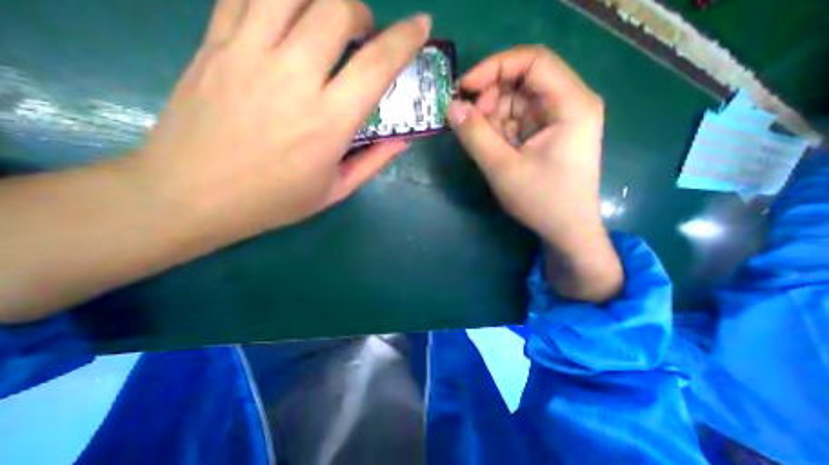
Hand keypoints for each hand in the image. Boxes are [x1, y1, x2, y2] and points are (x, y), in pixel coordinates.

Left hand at [138, 1, 429, 245]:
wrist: (194, 195)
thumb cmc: (276, 200)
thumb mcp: (336, 190)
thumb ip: (373, 162)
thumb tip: (402, 141)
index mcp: (329, 122)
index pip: (376, 66)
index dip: (405, 40)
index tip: (422, 25)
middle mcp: (294, 78)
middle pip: (336, 9)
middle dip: (361, 12)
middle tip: (363, 35)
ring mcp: (249, 54)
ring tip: (327, 19)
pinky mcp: (214, 43)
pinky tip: (287, 14)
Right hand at [447, 46, 621, 301]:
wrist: (566, 230)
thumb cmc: (541, 201)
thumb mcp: (503, 169)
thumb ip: (475, 136)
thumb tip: (451, 107)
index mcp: (570, 105)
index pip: (532, 61)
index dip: (494, 67)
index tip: (464, 88)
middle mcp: (567, 104)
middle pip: (522, 82)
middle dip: (490, 98)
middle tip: (469, 123)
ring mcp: (556, 120)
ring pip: (515, 103)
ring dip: (491, 118)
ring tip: (481, 143)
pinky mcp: (545, 135)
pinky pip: (516, 122)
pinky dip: (498, 131)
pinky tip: (492, 149)